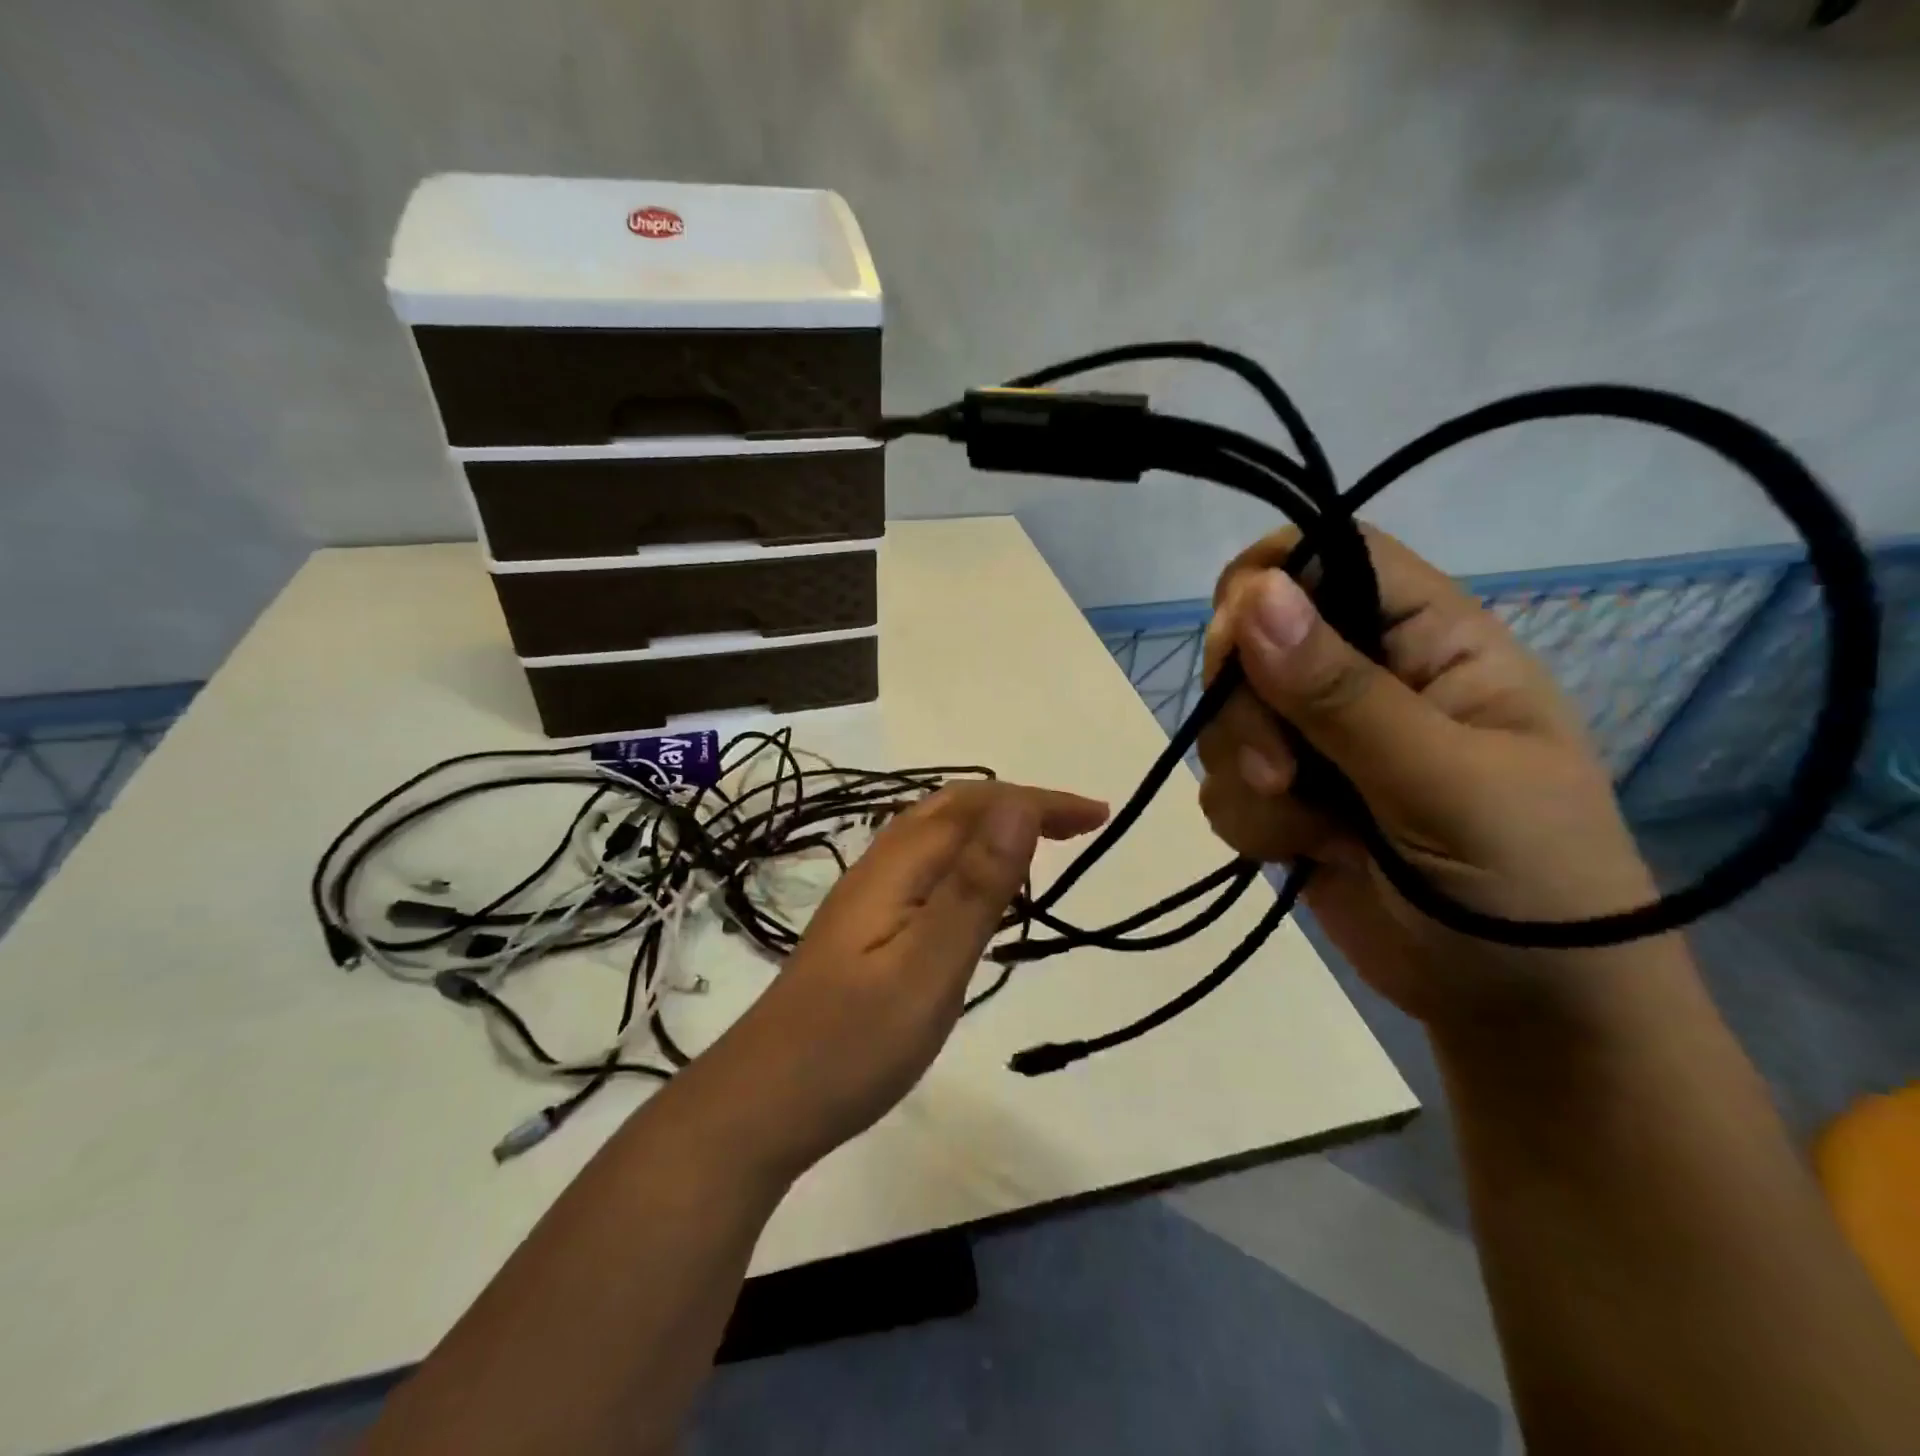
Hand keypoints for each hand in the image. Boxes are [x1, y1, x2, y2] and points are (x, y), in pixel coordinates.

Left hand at [700, 781, 1108, 1174]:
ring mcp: (867, 899)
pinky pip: (927, 870)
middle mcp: (879, 868)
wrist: (762, 1103)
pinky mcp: (864, 930)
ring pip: (937, 838)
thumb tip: (1018, 806)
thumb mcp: (929, 967)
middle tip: (1078, 828)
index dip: (1040, 803)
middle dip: (1019, 806)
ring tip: (1040, 853)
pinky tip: (980, 900)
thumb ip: (975, 887)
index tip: (1098, 817)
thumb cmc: (852, 1043)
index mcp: (897, 866)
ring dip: (992, 830)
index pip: (977, 806)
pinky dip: (969, 863)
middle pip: (953, 809)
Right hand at [1197, 526, 1672, 1027]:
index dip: (1266, 584)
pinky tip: (1301, 853)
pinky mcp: (1288, 800)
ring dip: (1249, 777)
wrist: (1522, 1013)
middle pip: (1251, 641)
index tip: (1237, 648)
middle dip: (1247, 710)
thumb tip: (1254, 593)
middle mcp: (1365, 678)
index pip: (1329, 557)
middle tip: (1283, 773)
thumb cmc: (1527, 883)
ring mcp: (1320, 743)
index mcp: (1429, 641)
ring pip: (1226, 720)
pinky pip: (1223, 784)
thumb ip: (1341, 692)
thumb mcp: (1443, 780)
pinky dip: (1249, 822)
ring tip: (1309, 829)